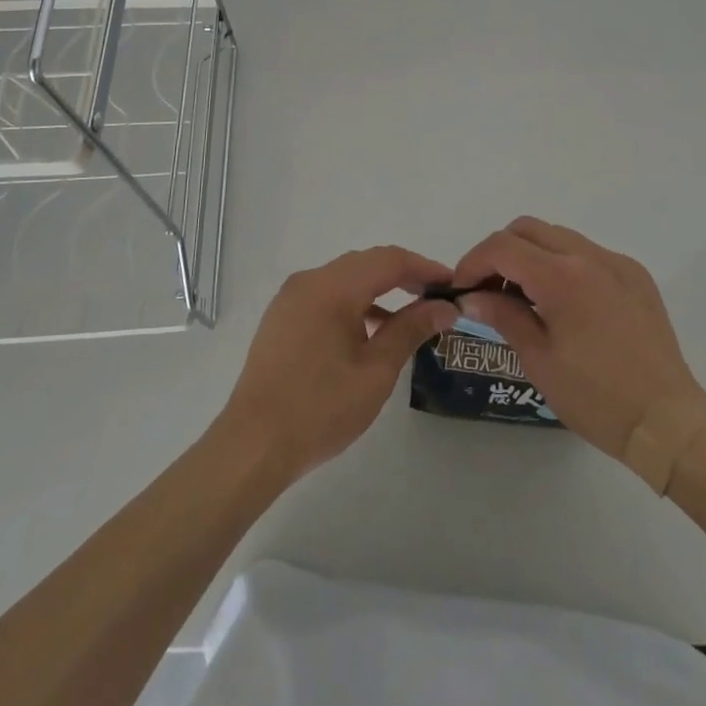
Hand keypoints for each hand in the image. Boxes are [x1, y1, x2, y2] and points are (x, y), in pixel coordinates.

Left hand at [219, 247, 459, 481]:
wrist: (252, 446)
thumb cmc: (320, 409)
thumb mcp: (376, 371)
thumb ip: (411, 330)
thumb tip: (445, 306)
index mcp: (332, 287)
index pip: (389, 260)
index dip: (424, 268)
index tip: (453, 285)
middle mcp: (309, 281)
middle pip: (366, 263)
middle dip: (404, 275)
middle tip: (436, 298)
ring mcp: (291, 298)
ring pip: (345, 278)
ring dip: (379, 289)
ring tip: (411, 316)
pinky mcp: (282, 318)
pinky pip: (327, 296)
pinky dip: (354, 303)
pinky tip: (371, 331)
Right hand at [453, 218, 705, 460]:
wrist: (667, 421)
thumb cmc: (596, 397)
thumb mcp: (538, 359)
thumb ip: (502, 315)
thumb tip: (471, 295)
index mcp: (562, 276)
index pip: (503, 247)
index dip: (473, 262)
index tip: (460, 289)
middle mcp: (590, 255)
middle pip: (528, 229)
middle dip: (499, 252)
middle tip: (487, 289)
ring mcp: (616, 262)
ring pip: (558, 236)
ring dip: (531, 255)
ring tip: (522, 297)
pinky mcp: (635, 275)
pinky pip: (587, 252)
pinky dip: (563, 264)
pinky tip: (562, 303)